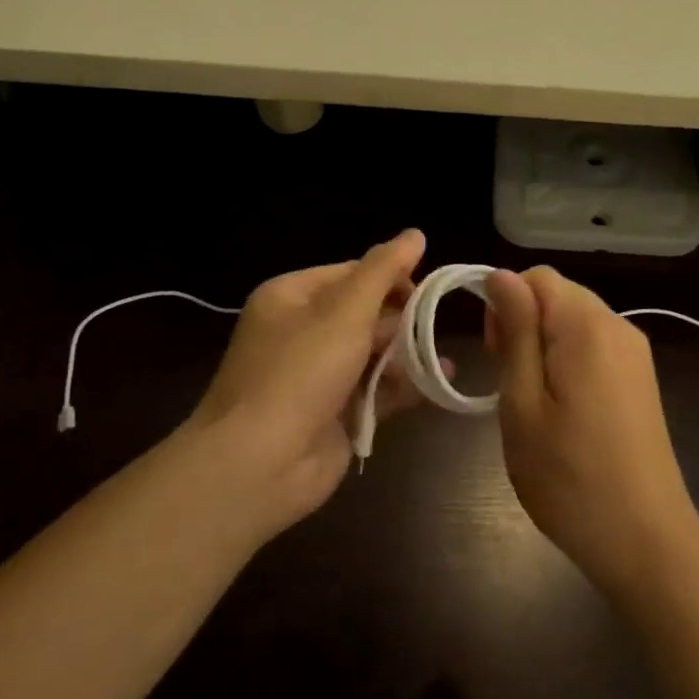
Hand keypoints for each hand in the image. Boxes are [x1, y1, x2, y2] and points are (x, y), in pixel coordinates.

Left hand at [185, 230, 432, 538]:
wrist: (258, 465)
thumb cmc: (299, 374)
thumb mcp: (344, 312)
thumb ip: (383, 272)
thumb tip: (415, 233)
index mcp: (292, 297)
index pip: (352, 273)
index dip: (391, 277)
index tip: (427, 290)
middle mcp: (302, 331)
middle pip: (365, 312)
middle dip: (401, 319)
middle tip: (431, 328)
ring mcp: (318, 375)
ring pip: (374, 352)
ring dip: (407, 354)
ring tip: (440, 360)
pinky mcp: (335, 412)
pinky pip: (376, 389)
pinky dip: (404, 386)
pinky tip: (438, 384)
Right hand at [484, 266, 698, 599]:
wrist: (646, 540)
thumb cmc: (569, 477)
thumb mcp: (523, 403)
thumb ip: (515, 332)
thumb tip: (501, 276)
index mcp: (588, 325)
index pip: (537, 277)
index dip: (505, 303)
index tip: (494, 354)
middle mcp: (618, 326)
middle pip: (558, 295)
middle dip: (523, 323)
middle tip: (508, 383)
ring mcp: (636, 354)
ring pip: (575, 321)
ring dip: (543, 345)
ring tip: (532, 401)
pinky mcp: (641, 379)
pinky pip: (594, 346)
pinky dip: (567, 361)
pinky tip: (561, 409)